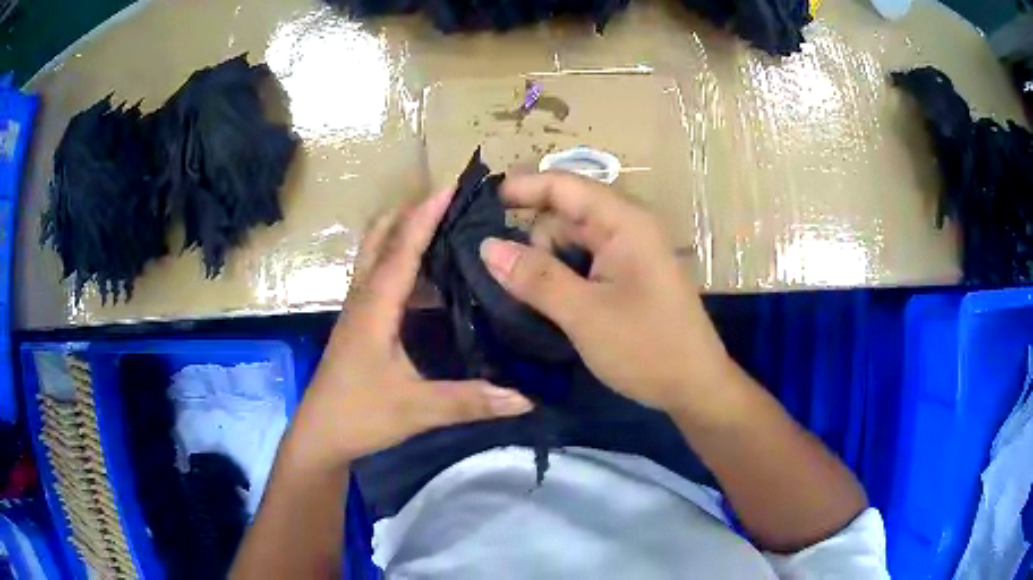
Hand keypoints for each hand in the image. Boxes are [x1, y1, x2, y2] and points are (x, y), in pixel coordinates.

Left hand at [288, 188, 532, 470]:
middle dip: (410, 211)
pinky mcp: (360, 323)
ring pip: (376, 254)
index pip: (402, 249)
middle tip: (450, 201)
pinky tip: (428, 275)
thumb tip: (526, 398)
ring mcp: (358, 309)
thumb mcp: (417, 410)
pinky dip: (400, 259)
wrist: (320, 435)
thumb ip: (470, 401)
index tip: (451, 186)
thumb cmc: (360, 416)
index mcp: (375, 308)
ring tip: (444, 225)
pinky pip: (379, 276)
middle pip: (380, 237)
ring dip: (403, 231)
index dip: (425, 215)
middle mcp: (364, 298)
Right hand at [479, 172, 732, 413]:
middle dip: (533, 240)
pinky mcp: (627, 276)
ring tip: (527, 300)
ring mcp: (628, 253)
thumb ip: (535, 277)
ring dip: (545, 263)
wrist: (694, 387)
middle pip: (565, 214)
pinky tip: (547, 302)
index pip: (564, 184)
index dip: (522, 188)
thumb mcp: (584, 314)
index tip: (479, 204)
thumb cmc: (646, 348)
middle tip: (507, 280)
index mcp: (624, 222)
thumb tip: (487, 246)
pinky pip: (584, 262)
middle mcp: (627, 228)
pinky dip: (561, 276)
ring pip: (570, 241)